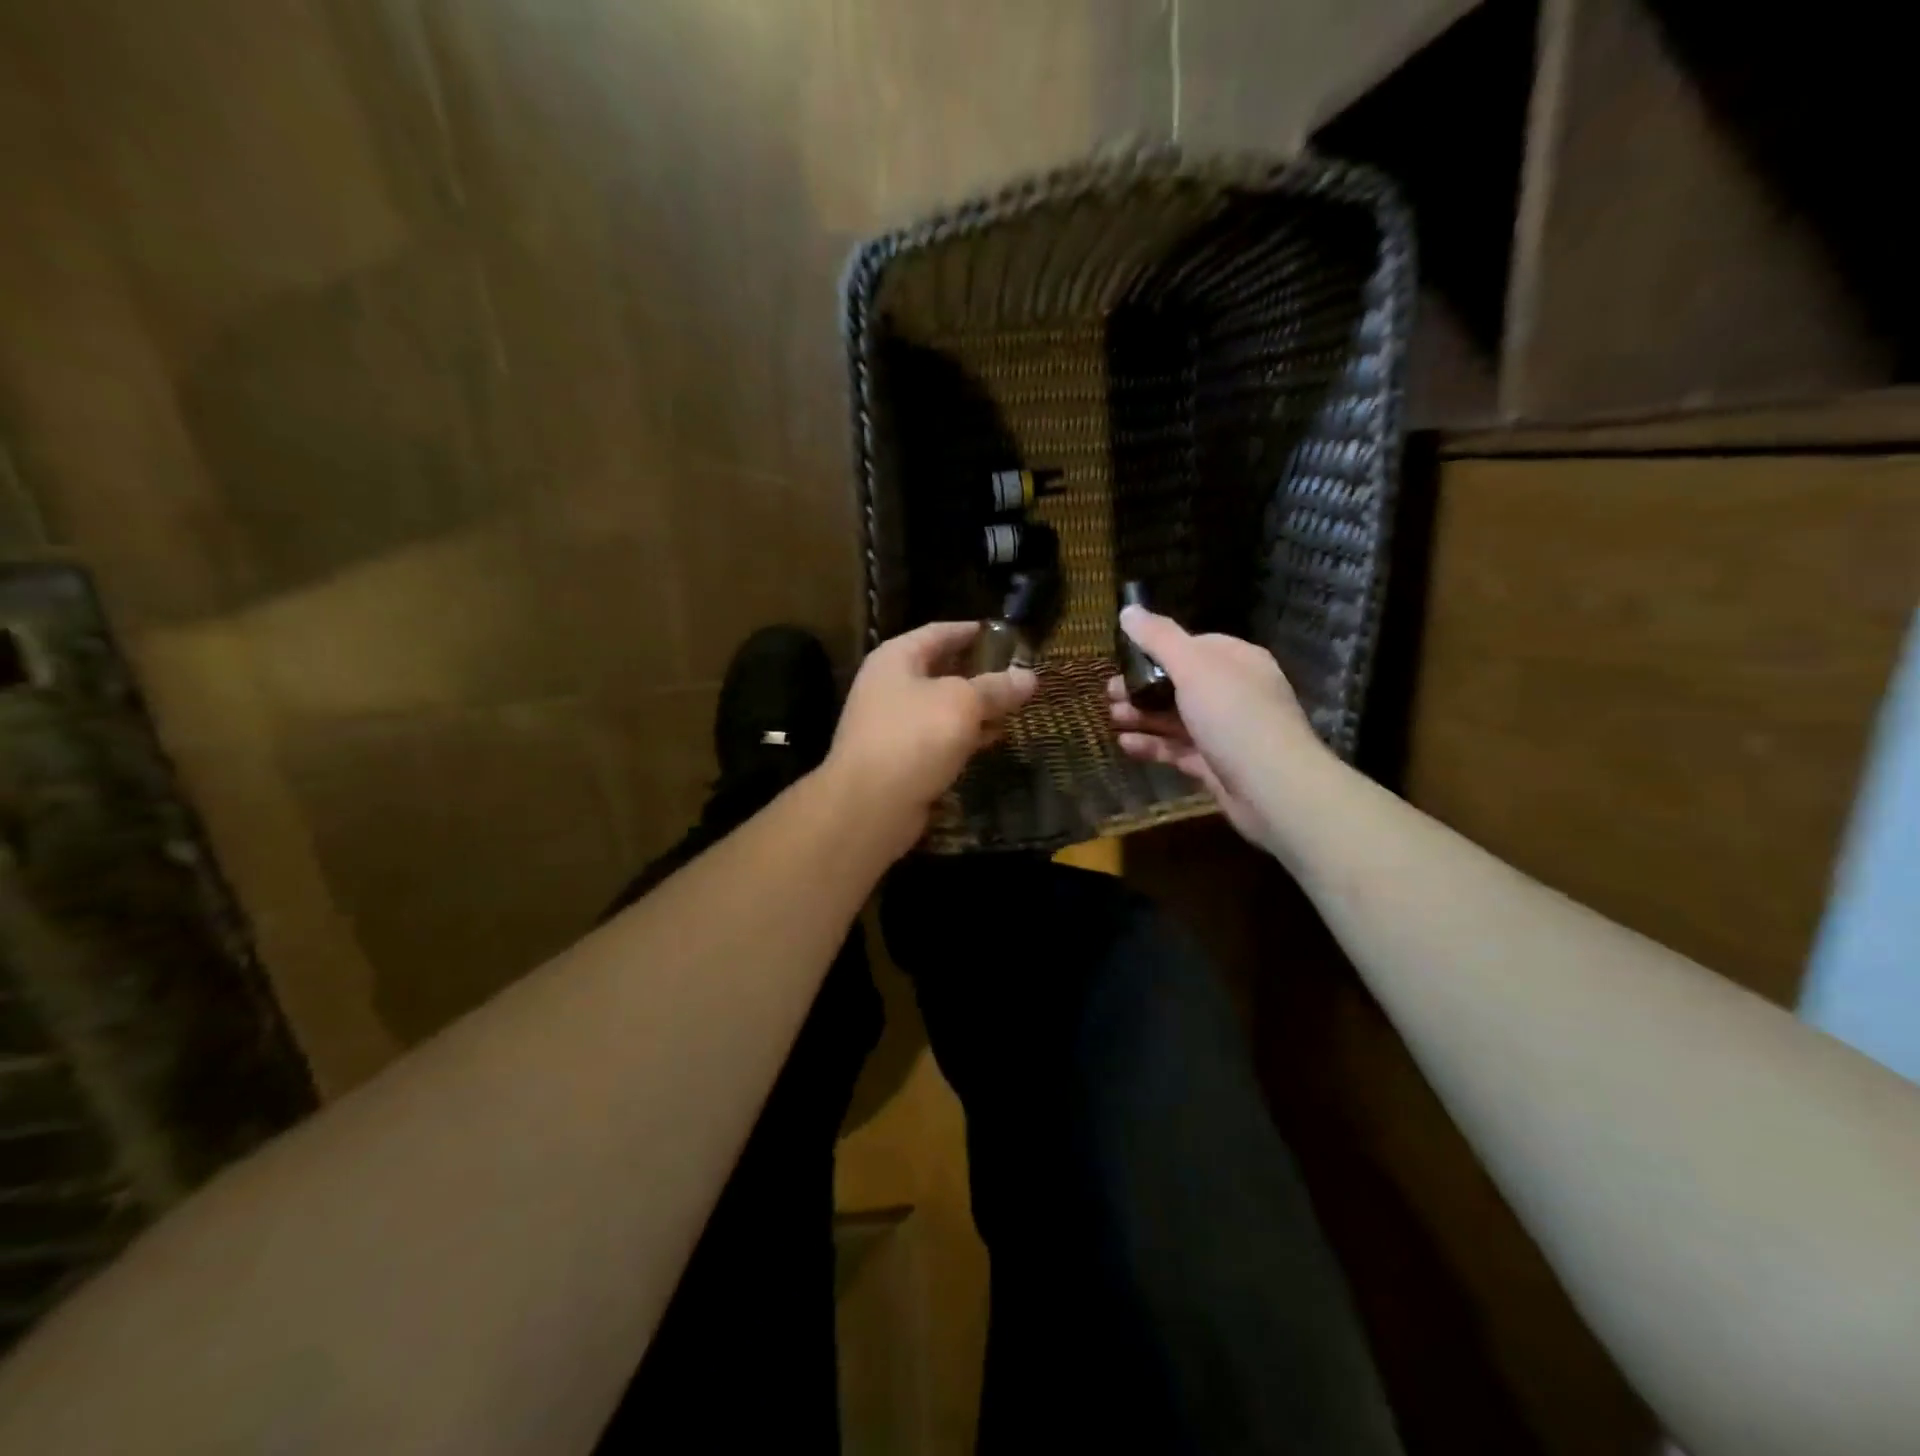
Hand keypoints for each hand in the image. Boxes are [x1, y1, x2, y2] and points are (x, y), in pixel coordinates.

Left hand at [826, 621, 1036, 857]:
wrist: (870, 804)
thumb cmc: (915, 737)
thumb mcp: (963, 703)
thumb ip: (996, 688)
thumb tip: (1029, 676)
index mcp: (896, 658)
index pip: (938, 632)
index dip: (969, 631)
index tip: (999, 632)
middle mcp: (888, 686)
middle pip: (938, 670)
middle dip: (976, 672)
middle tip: (1013, 671)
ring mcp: (890, 724)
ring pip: (940, 707)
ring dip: (973, 707)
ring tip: (1011, 706)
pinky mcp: (898, 758)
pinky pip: (936, 737)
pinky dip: (963, 735)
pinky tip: (990, 739)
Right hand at [1108, 607, 1326, 852]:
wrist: (1273, 789)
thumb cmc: (1234, 716)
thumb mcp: (1194, 667)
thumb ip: (1159, 638)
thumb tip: (1128, 610)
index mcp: (1237, 661)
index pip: (1194, 645)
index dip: (1157, 649)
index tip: (1123, 657)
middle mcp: (1234, 693)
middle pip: (1180, 683)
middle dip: (1142, 686)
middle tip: (1108, 692)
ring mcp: (1225, 732)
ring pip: (1176, 718)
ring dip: (1142, 716)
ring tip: (1110, 717)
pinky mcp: (1215, 765)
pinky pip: (1177, 749)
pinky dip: (1152, 745)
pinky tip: (1124, 744)